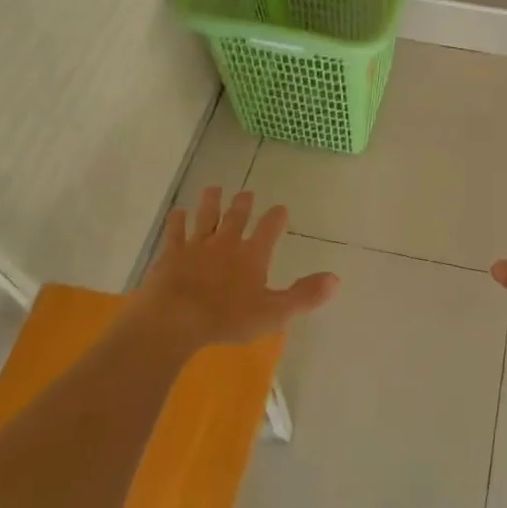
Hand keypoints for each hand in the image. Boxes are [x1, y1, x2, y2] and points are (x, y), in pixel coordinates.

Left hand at [132, 188, 337, 348]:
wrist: (175, 318)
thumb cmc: (227, 318)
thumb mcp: (274, 313)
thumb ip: (304, 295)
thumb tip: (335, 279)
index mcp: (252, 255)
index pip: (269, 229)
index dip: (276, 218)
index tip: (281, 208)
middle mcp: (226, 243)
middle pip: (236, 217)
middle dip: (243, 204)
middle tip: (247, 193)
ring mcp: (196, 246)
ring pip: (206, 217)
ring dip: (211, 202)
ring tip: (213, 189)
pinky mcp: (171, 254)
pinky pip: (175, 231)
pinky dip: (177, 220)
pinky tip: (178, 212)